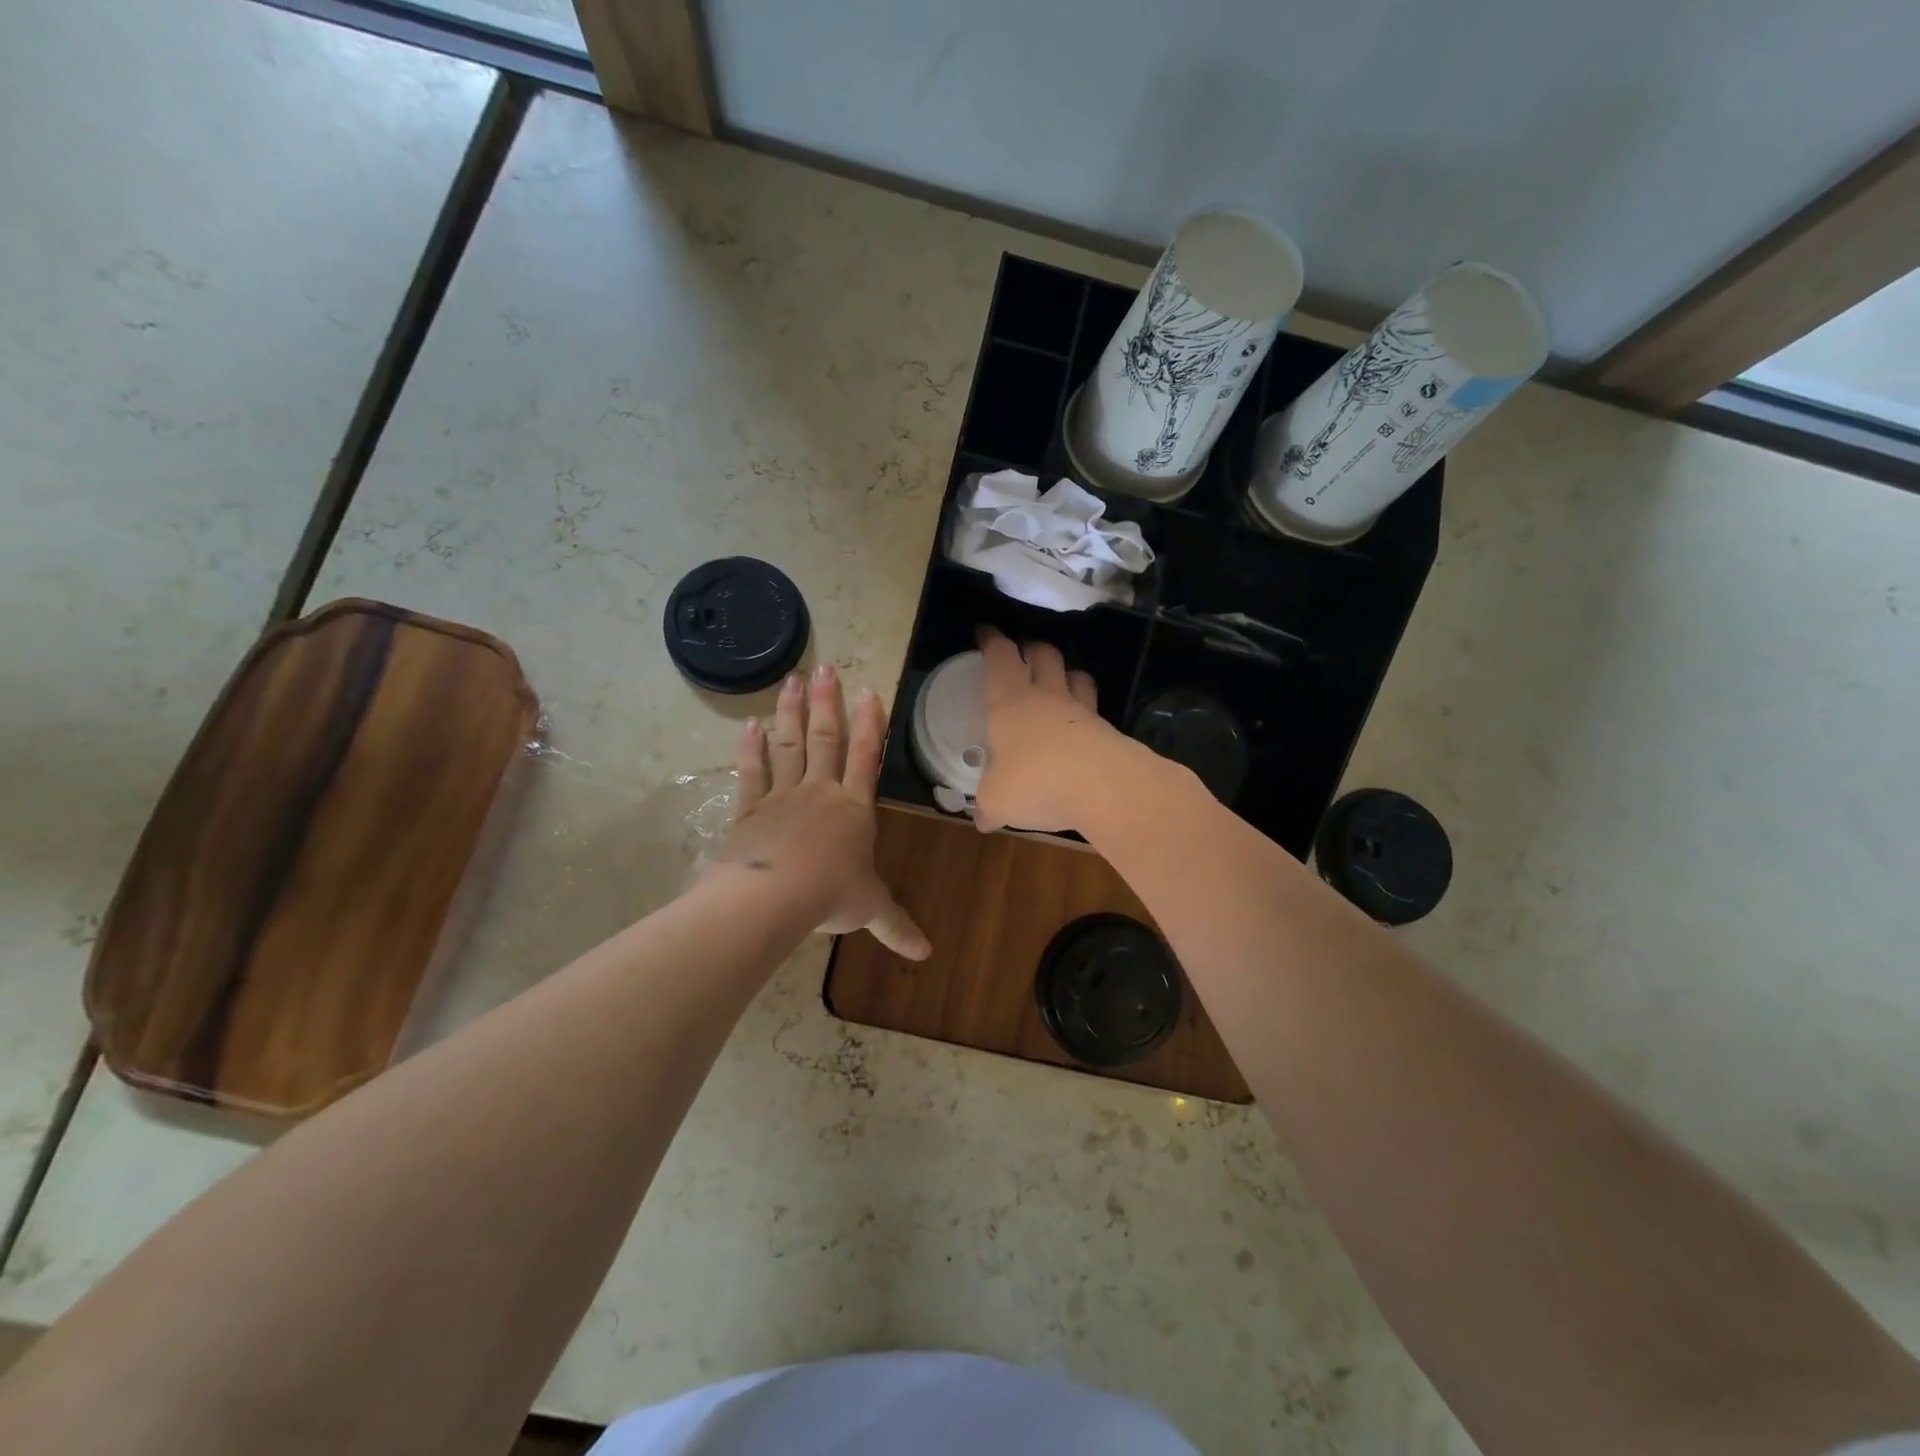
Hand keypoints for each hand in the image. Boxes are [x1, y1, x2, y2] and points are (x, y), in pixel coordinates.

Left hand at [726, 664, 929, 958]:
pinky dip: (751, 748)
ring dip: (792, 713)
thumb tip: (927, 954)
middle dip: (828, 703)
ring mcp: (782, 796)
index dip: (870, 724)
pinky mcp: (750, 809)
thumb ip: (896, 925)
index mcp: (853, 809)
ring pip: (790, 746)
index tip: (869, 690)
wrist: (773, 897)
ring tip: (792, 680)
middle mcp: (820, 793)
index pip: (866, 757)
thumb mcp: (869, 909)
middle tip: (826, 668)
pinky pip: (752, 772)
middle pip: (826, 739)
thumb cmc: (829, 896)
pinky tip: (751, 724)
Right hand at [974, 626, 1137, 833]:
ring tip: (1059, 683)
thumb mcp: (998, 800)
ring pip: (1076, 677)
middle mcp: (1047, 698)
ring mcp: (1082, 712)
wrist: (1104, 787)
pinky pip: (1094, 712)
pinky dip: (1085, 714)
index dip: (992, 641)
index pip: (1000, 657)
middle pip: (1044, 655)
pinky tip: (1080, 731)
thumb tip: (983, 821)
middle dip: (1032, 649)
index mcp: (1010, 702)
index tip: (985, 633)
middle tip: (1024, 654)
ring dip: (1066, 674)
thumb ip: (988, 806)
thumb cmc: (1036, 781)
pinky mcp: (1108, 732)